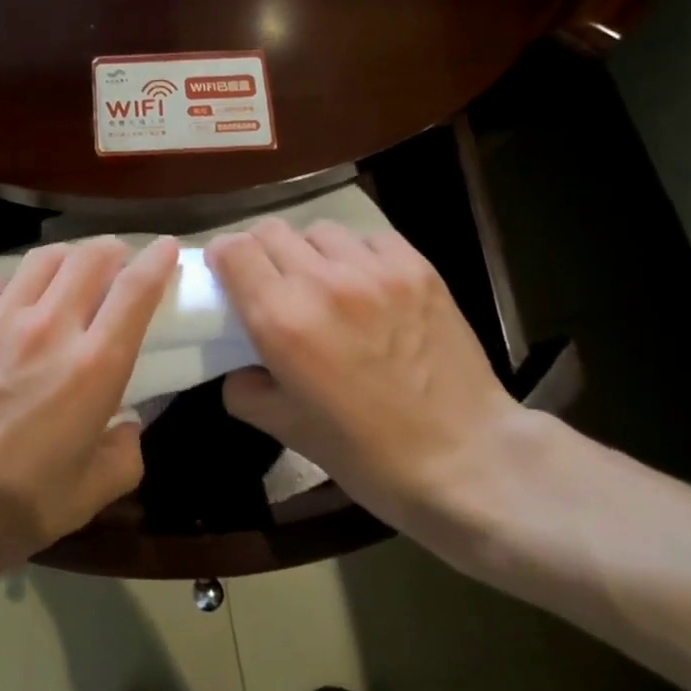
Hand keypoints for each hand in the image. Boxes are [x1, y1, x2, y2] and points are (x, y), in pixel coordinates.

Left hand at [0, 236, 177, 588]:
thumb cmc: (13, 507)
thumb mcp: (89, 495)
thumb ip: (124, 453)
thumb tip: (128, 424)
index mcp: (93, 366)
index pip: (136, 291)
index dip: (158, 260)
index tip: (167, 247)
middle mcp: (50, 326)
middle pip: (91, 257)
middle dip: (112, 251)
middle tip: (116, 263)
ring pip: (43, 258)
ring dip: (65, 260)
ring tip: (65, 277)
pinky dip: (7, 284)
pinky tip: (4, 305)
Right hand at [207, 219, 528, 539]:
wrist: (467, 460)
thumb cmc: (369, 455)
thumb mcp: (288, 430)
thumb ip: (245, 390)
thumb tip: (238, 366)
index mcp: (282, 320)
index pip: (233, 249)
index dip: (223, 258)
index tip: (229, 277)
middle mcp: (322, 282)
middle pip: (270, 231)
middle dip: (262, 254)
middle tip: (276, 285)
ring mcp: (373, 269)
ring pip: (319, 230)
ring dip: (311, 252)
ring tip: (326, 284)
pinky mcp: (416, 267)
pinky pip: (368, 238)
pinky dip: (358, 254)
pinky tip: (369, 285)